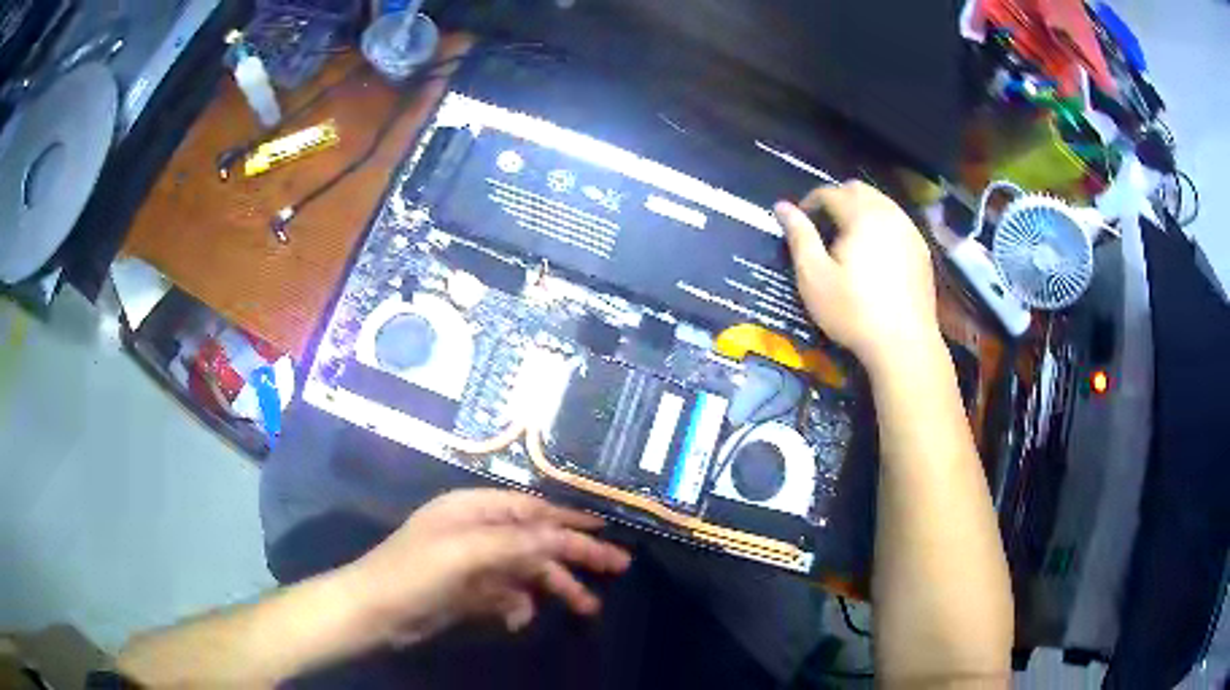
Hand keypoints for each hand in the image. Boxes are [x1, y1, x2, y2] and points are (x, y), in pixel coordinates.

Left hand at [343, 489, 630, 645]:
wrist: (375, 611)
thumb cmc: (416, 573)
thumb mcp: (466, 553)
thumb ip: (517, 543)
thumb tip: (562, 537)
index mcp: (474, 510)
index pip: (534, 510)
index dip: (571, 520)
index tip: (608, 530)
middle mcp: (477, 531)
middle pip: (537, 540)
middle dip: (574, 556)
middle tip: (616, 569)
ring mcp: (474, 563)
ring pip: (527, 571)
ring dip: (554, 587)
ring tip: (587, 608)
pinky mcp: (470, 591)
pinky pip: (508, 595)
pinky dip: (519, 605)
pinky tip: (519, 620)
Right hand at [775, 182, 941, 371]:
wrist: (905, 344)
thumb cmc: (853, 311)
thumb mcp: (814, 276)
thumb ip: (799, 236)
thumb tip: (781, 206)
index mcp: (861, 214)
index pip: (830, 192)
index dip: (809, 202)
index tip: (800, 223)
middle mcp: (889, 213)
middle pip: (858, 190)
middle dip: (837, 201)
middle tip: (824, 229)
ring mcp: (910, 230)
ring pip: (881, 203)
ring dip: (861, 211)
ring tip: (849, 241)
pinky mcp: (922, 250)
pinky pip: (898, 223)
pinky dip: (882, 226)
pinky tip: (876, 255)